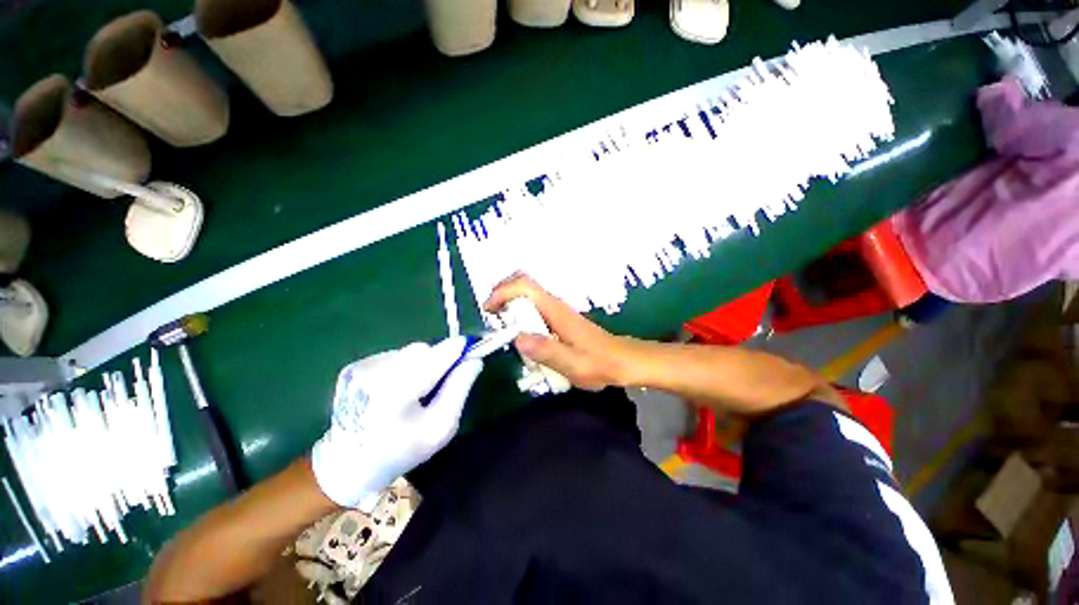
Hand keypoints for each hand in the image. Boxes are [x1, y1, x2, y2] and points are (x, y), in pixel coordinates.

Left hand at [311, 336, 481, 509]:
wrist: (347, 464)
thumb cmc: (402, 450)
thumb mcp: (441, 428)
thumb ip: (459, 389)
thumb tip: (474, 359)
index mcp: (396, 394)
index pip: (435, 356)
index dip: (457, 349)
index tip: (471, 347)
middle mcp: (374, 375)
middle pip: (421, 350)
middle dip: (437, 359)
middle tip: (439, 382)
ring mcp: (360, 369)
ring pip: (408, 351)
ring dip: (421, 363)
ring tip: (414, 390)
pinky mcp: (354, 367)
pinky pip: (393, 356)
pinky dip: (403, 367)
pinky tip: (396, 389)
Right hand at [484, 273, 633, 390]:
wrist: (621, 361)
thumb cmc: (599, 363)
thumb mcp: (572, 363)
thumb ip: (546, 350)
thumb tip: (518, 338)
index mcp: (556, 310)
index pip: (525, 285)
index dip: (502, 291)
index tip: (489, 311)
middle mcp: (554, 304)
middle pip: (523, 284)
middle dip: (502, 295)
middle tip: (492, 319)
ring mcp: (556, 310)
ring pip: (526, 295)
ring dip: (509, 305)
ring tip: (501, 328)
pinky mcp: (558, 318)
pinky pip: (533, 308)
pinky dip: (519, 315)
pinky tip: (519, 335)